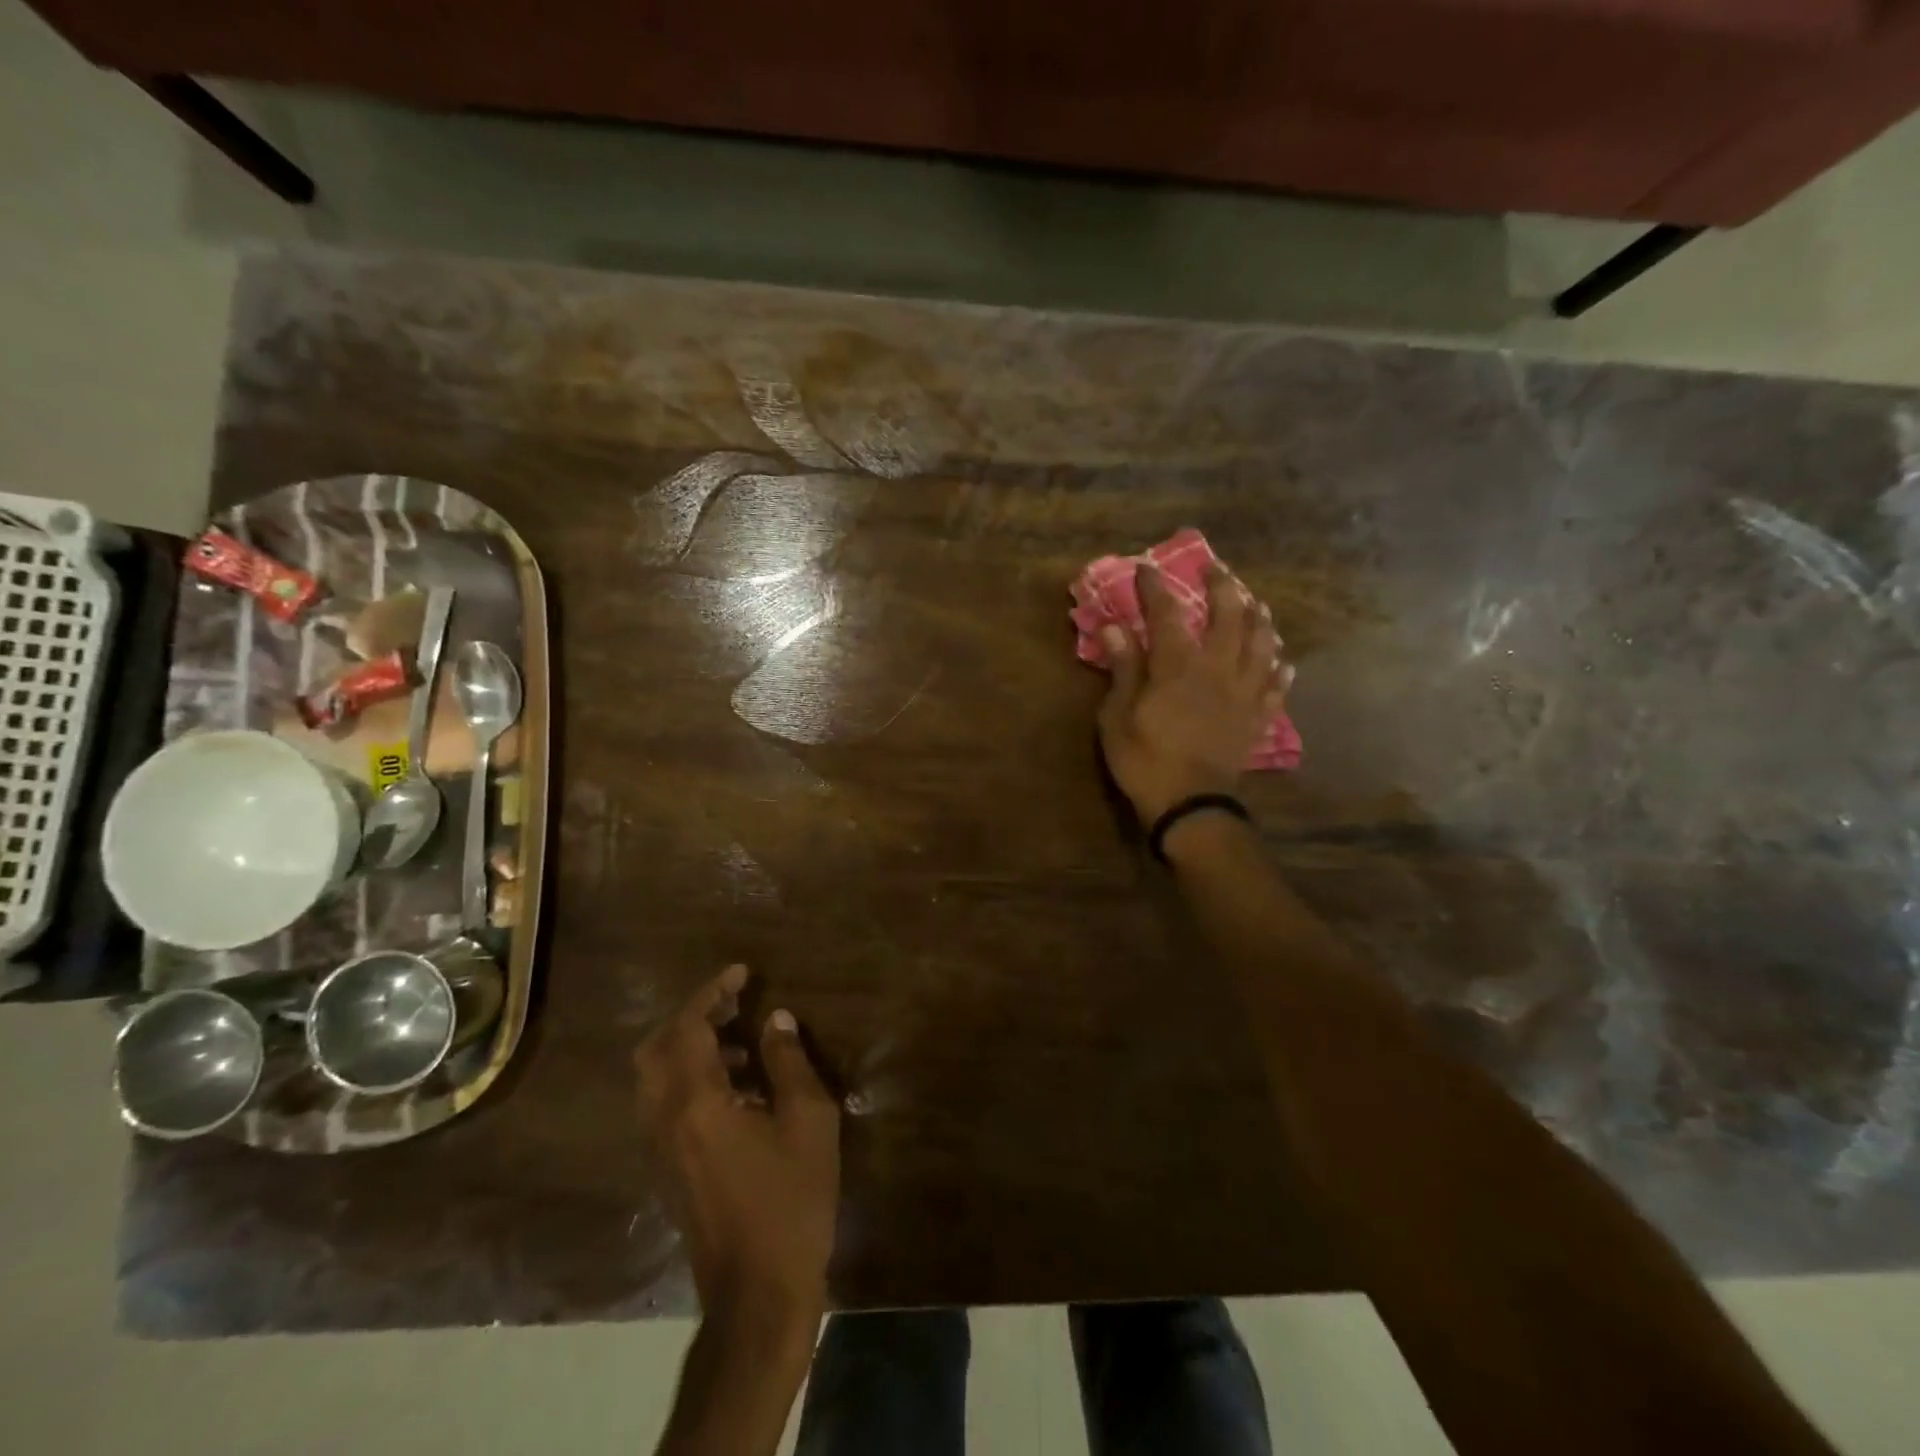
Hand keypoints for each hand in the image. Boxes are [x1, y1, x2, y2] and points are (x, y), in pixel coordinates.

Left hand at [636, 964, 840, 1324]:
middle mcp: (664, 1120)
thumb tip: (776, 1020)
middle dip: (692, 1017)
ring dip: (692, 1048)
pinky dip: (691, 1079)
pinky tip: (740, 1090)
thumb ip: (789, 1062)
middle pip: (656, 1048)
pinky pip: (665, 1105)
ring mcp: (660, 1149)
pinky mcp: (667, 1171)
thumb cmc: (791, 1201)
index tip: (743, 973)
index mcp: (695, 1103)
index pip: (687, 1027)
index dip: (712, 992)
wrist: (759, 1295)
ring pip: (657, 1078)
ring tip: (745, 1043)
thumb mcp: (808, 1121)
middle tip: (736, 1004)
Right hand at [1097, 561, 1292, 823]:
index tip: (1146, 568)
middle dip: (1222, 586)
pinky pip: (1275, 686)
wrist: (1191, 806)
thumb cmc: (1145, 761)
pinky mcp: (1257, 717)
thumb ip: (1122, 669)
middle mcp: (1217, 668)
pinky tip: (1281, 660)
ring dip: (1258, 618)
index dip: (1155, 588)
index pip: (1166, 613)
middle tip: (1216, 568)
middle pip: (1228, 616)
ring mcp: (1243, 692)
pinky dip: (1279, 668)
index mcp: (1178, 666)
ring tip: (1256, 603)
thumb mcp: (1117, 716)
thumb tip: (1113, 626)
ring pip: (1261, 643)